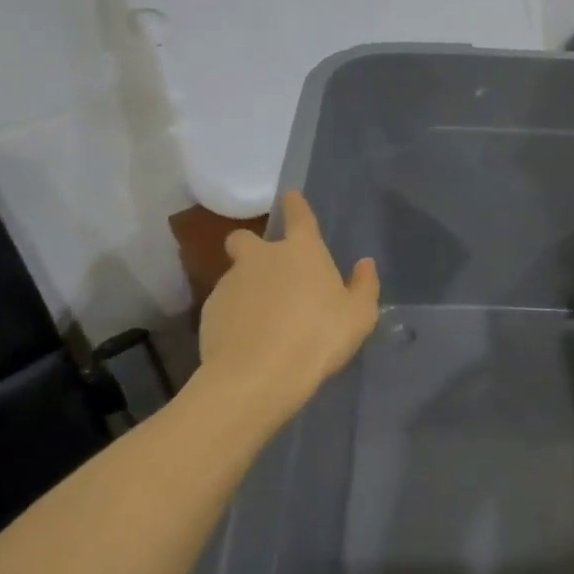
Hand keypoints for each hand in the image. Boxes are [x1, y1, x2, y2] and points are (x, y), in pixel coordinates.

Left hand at [198, 191, 380, 427]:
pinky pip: (224, 306)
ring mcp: (230, 283)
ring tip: (262, 321)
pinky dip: (234, 316)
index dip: (296, 205)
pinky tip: (246, 340)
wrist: (258, 375)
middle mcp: (261, 258)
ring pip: (234, 275)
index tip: (291, 198)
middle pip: (245, 238)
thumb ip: (364, 286)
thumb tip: (365, 264)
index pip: (298, 216)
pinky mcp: (208, 311)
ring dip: (246, 289)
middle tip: (267, 272)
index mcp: (301, 252)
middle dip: (251, 247)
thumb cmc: (318, 338)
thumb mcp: (358, 317)